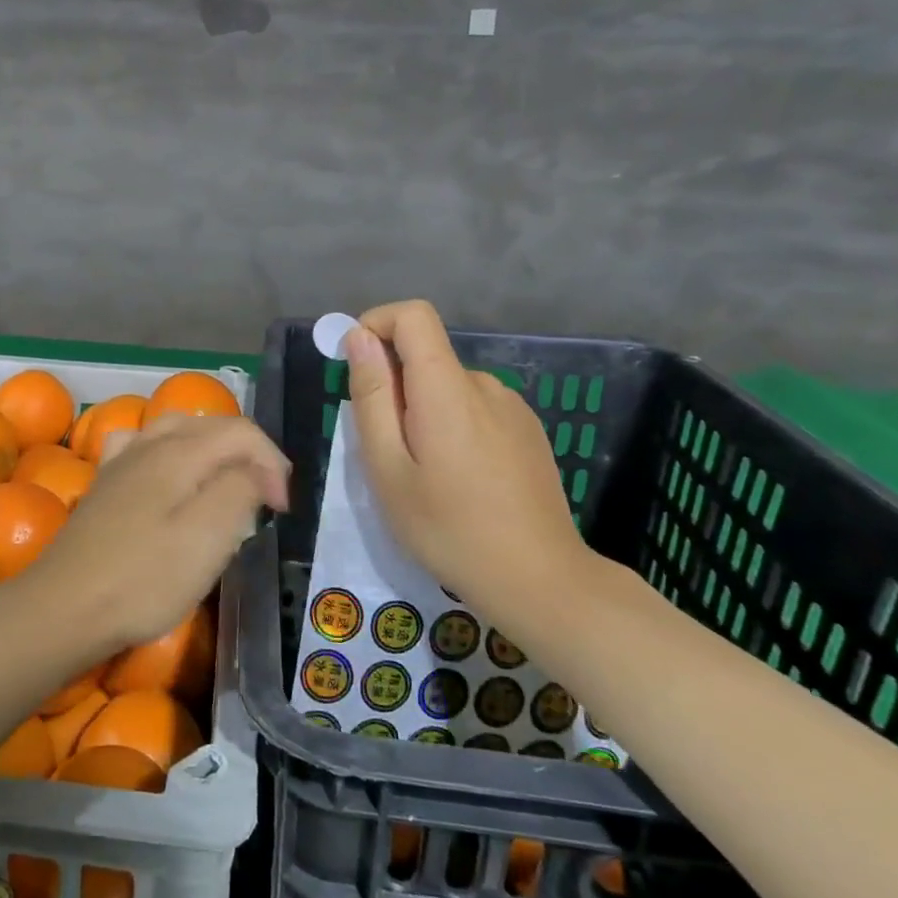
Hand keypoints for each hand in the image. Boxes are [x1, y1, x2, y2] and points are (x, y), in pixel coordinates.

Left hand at [30, 413, 289, 653]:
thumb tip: (258, 471)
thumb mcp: (208, 538)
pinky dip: (169, 453)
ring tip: (225, 485)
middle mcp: (149, 443)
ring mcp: (121, 461)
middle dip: (248, 455)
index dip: (272, 464)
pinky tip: (167, 477)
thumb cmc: (143, 578)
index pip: (242, 432)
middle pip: (211, 426)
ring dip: (211, 450)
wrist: (65, 607)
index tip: (281, 511)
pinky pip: (143, 447)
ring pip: (177, 430)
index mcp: (180, 451)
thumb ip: (240, 490)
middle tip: (265, 500)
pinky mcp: (104, 484)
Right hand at [345, 301, 588, 634]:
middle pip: (426, 356)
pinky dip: (452, 425)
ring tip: (424, 474)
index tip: (356, 367)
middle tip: (387, 452)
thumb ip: (372, 397)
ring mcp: (512, 407)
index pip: (413, 316)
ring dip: (423, 411)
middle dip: (394, 387)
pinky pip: (475, 408)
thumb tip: (359, 338)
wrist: (541, 581)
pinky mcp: (528, 430)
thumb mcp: (388, 468)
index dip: (376, 325)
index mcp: (447, 388)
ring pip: (448, 386)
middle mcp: (484, 384)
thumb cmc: (449, 529)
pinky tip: (461, 480)